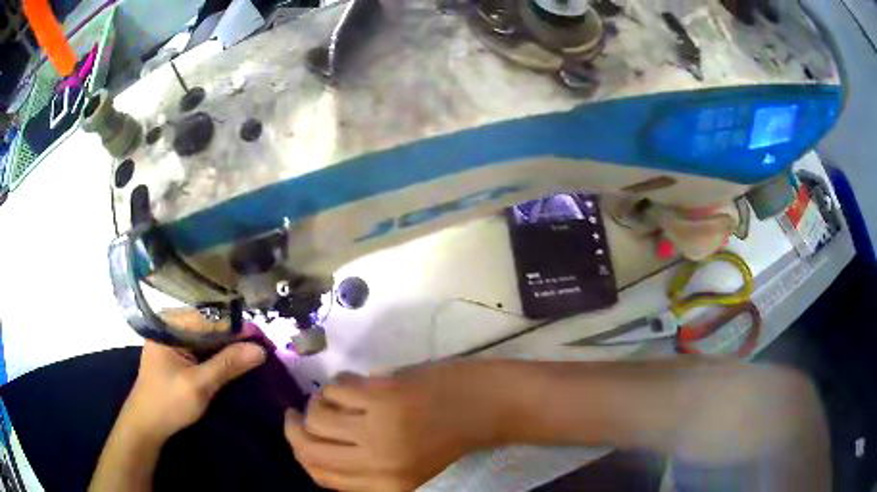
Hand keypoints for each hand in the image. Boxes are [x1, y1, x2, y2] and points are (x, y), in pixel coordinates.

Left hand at [120, 340, 265, 443]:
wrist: (147, 425)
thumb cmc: (168, 403)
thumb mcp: (199, 385)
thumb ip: (227, 365)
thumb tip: (260, 349)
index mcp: (169, 326)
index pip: (209, 318)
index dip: (238, 328)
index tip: (264, 341)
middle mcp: (170, 327)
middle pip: (209, 326)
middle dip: (235, 337)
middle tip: (263, 350)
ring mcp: (173, 342)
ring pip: (207, 338)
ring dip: (229, 347)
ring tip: (254, 355)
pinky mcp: (177, 356)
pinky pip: (202, 350)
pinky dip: (218, 356)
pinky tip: (234, 363)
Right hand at [284, 362, 501, 490]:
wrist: (488, 405)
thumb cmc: (449, 437)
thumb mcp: (408, 468)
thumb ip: (365, 468)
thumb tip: (320, 446)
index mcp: (387, 487)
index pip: (322, 477)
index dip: (302, 456)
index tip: (296, 437)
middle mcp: (378, 464)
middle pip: (310, 449)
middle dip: (293, 429)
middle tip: (293, 414)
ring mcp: (379, 429)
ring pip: (316, 416)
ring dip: (316, 402)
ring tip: (331, 397)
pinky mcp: (383, 396)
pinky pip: (336, 388)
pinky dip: (338, 383)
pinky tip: (354, 382)